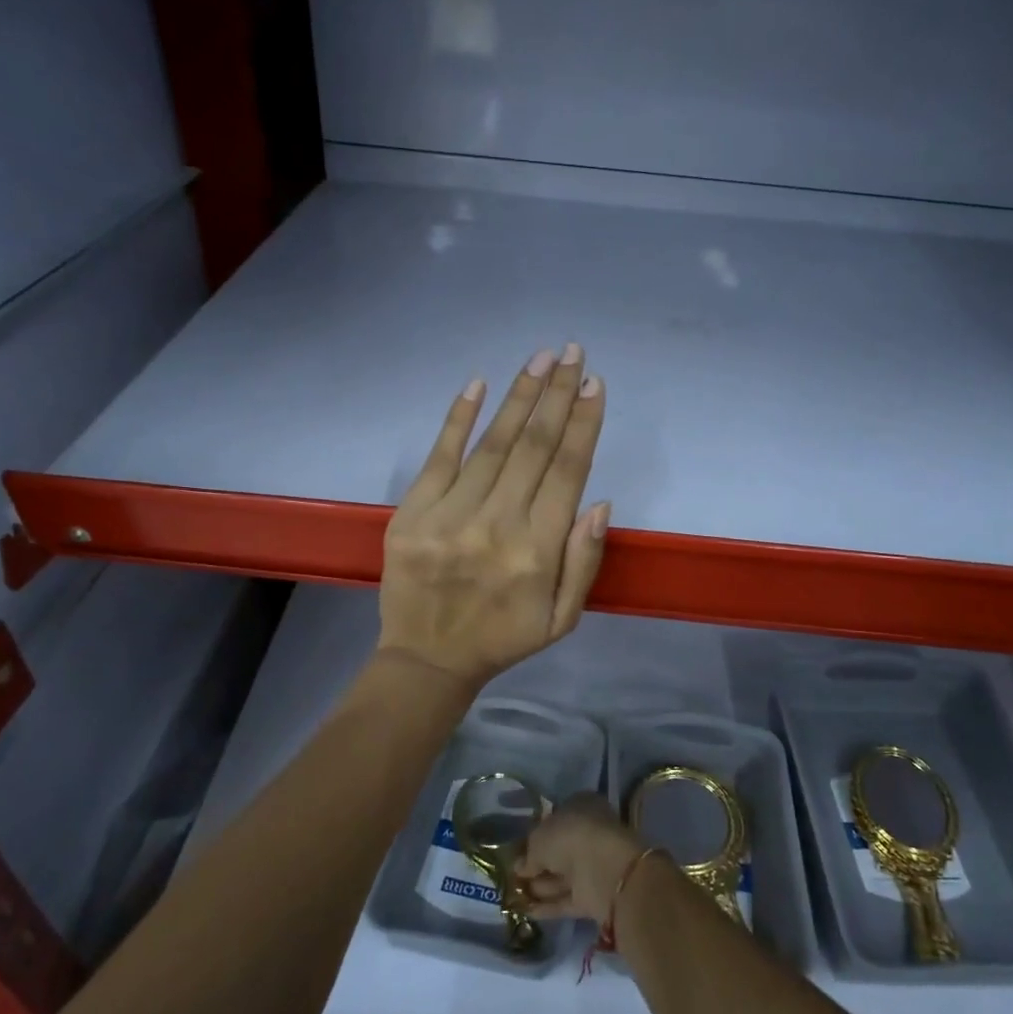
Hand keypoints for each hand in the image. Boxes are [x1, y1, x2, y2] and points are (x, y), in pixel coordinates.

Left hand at [377, 345, 609, 690]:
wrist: (427, 659)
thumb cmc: (503, 637)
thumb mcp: (562, 617)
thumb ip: (584, 560)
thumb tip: (600, 502)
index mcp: (537, 552)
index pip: (567, 472)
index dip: (584, 425)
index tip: (595, 385)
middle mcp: (496, 525)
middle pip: (533, 447)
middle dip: (557, 395)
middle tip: (573, 354)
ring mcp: (449, 517)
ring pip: (491, 444)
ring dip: (518, 397)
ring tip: (540, 359)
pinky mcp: (412, 514)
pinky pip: (438, 458)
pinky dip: (457, 419)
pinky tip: (477, 384)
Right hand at [515, 794, 644, 924]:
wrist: (602, 869)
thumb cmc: (569, 837)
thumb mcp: (538, 838)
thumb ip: (528, 853)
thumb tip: (520, 867)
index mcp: (581, 807)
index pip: (556, 819)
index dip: (538, 833)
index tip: (519, 848)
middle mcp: (589, 834)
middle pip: (559, 850)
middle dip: (537, 864)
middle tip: (513, 875)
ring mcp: (592, 866)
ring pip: (562, 876)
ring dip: (540, 886)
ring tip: (514, 895)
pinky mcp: (593, 895)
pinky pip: (566, 899)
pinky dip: (548, 906)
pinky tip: (526, 911)